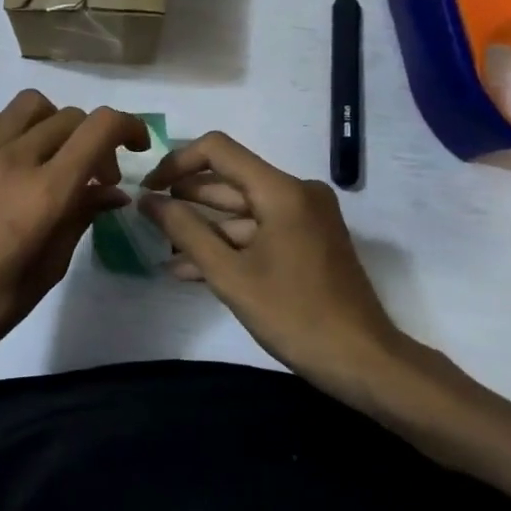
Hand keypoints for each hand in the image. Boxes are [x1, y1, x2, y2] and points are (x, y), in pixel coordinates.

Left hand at [0, 91, 149, 389]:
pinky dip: (19, 132)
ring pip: (31, 106)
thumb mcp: (50, 267)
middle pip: (70, 116)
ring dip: (55, 125)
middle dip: (94, 139)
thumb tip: (111, 192)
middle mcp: (13, 157)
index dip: (129, 127)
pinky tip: (12, 168)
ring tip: (52, 161)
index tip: (136, 147)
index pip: (99, 127)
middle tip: (95, 177)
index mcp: (44, 190)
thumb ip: (82, 217)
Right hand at [140, 132, 474, 422]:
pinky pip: (259, 230)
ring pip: (242, 209)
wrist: (363, 361)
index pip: (218, 150)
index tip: (149, 188)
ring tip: (161, 245)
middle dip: (186, 196)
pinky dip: (228, 243)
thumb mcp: (229, 275)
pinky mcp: (308, 240)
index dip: (177, 163)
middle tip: (147, 215)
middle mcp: (297, 192)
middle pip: (230, 179)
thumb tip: (147, 200)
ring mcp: (305, 217)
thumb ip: (185, 231)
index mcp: (282, 190)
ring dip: (203, 226)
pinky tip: (190, 267)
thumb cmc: (294, 315)